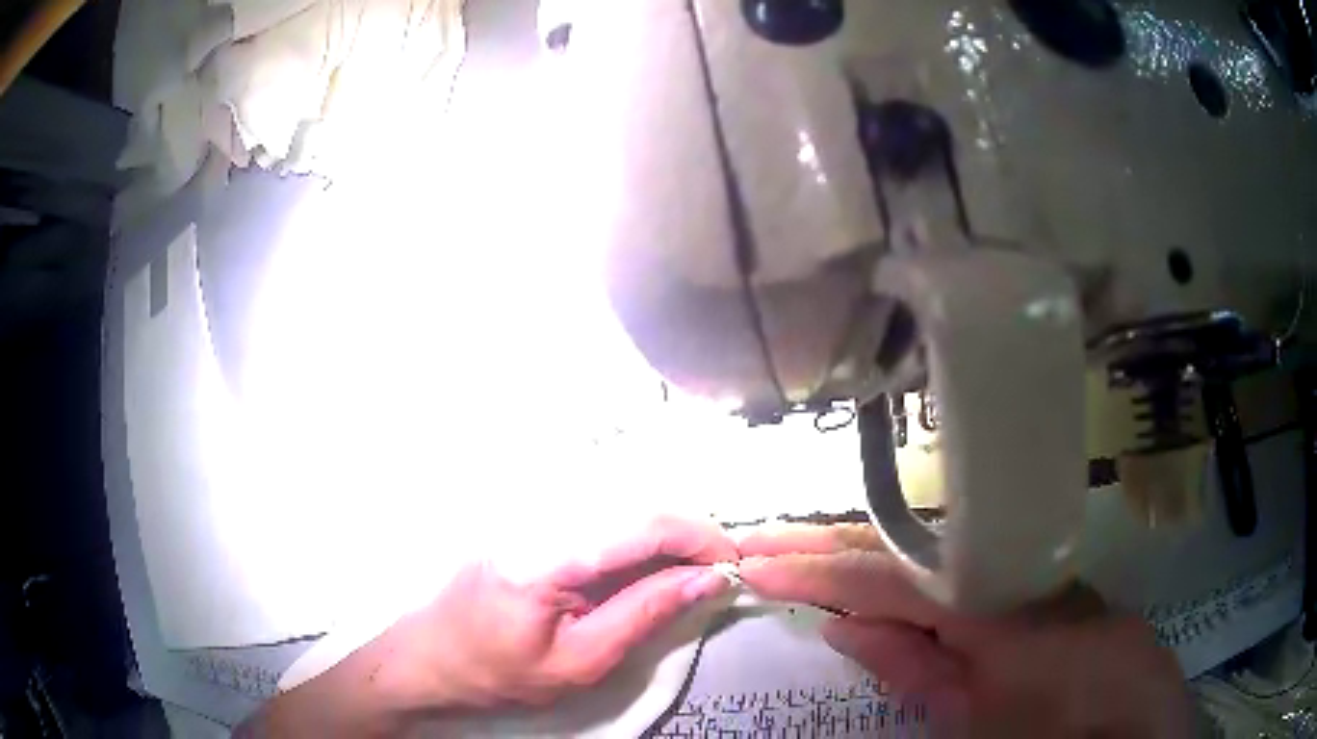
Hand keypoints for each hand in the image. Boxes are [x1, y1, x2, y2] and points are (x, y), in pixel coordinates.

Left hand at [240, 516, 735, 736]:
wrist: (429, 656)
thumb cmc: (498, 671)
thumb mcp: (581, 661)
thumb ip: (644, 613)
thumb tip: (706, 579)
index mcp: (543, 555)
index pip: (639, 524)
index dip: (697, 536)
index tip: (733, 562)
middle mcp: (534, 516)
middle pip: (633, 504)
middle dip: (686, 534)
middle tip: (715, 571)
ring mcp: (525, 511)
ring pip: (617, 503)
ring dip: (662, 534)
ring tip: (684, 573)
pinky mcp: (525, 517)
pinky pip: (595, 514)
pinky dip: (632, 536)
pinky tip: (642, 566)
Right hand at [738, 524, 1192, 737]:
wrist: (1135, 713)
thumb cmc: (1060, 720)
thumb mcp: (977, 715)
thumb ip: (916, 670)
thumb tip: (845, 627)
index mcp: (988, 601)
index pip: (886, 574)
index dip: (816, 568)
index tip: (751, 560)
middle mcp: (998, 570)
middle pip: (900, 550)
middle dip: (825, 548)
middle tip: (759, 542)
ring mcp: (1013, 572)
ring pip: (924, 558)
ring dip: (857, 559)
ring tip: (795, 554)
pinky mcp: (1023, 585)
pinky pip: (949, 574)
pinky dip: (900, 577)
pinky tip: (869, 581)